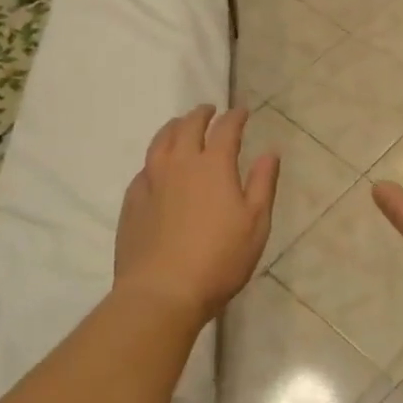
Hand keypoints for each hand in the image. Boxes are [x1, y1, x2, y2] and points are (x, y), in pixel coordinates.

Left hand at [113, 105, 279, 326]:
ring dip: (174, 127)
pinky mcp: (132, 200)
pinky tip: (157, 166)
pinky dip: (155, 157)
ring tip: (180, 125)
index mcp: (213, 165)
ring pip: (160, 141)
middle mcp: (179, 163)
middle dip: (201, 114)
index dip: (235, 117)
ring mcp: (151, 180)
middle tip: (210, 110)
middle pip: (188, 126)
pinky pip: (145, 166)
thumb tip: (270, 151)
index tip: (242, 111)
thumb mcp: (255, 224)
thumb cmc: (219, 259)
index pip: (226, 129)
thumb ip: (263, 183)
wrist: (161, 291)